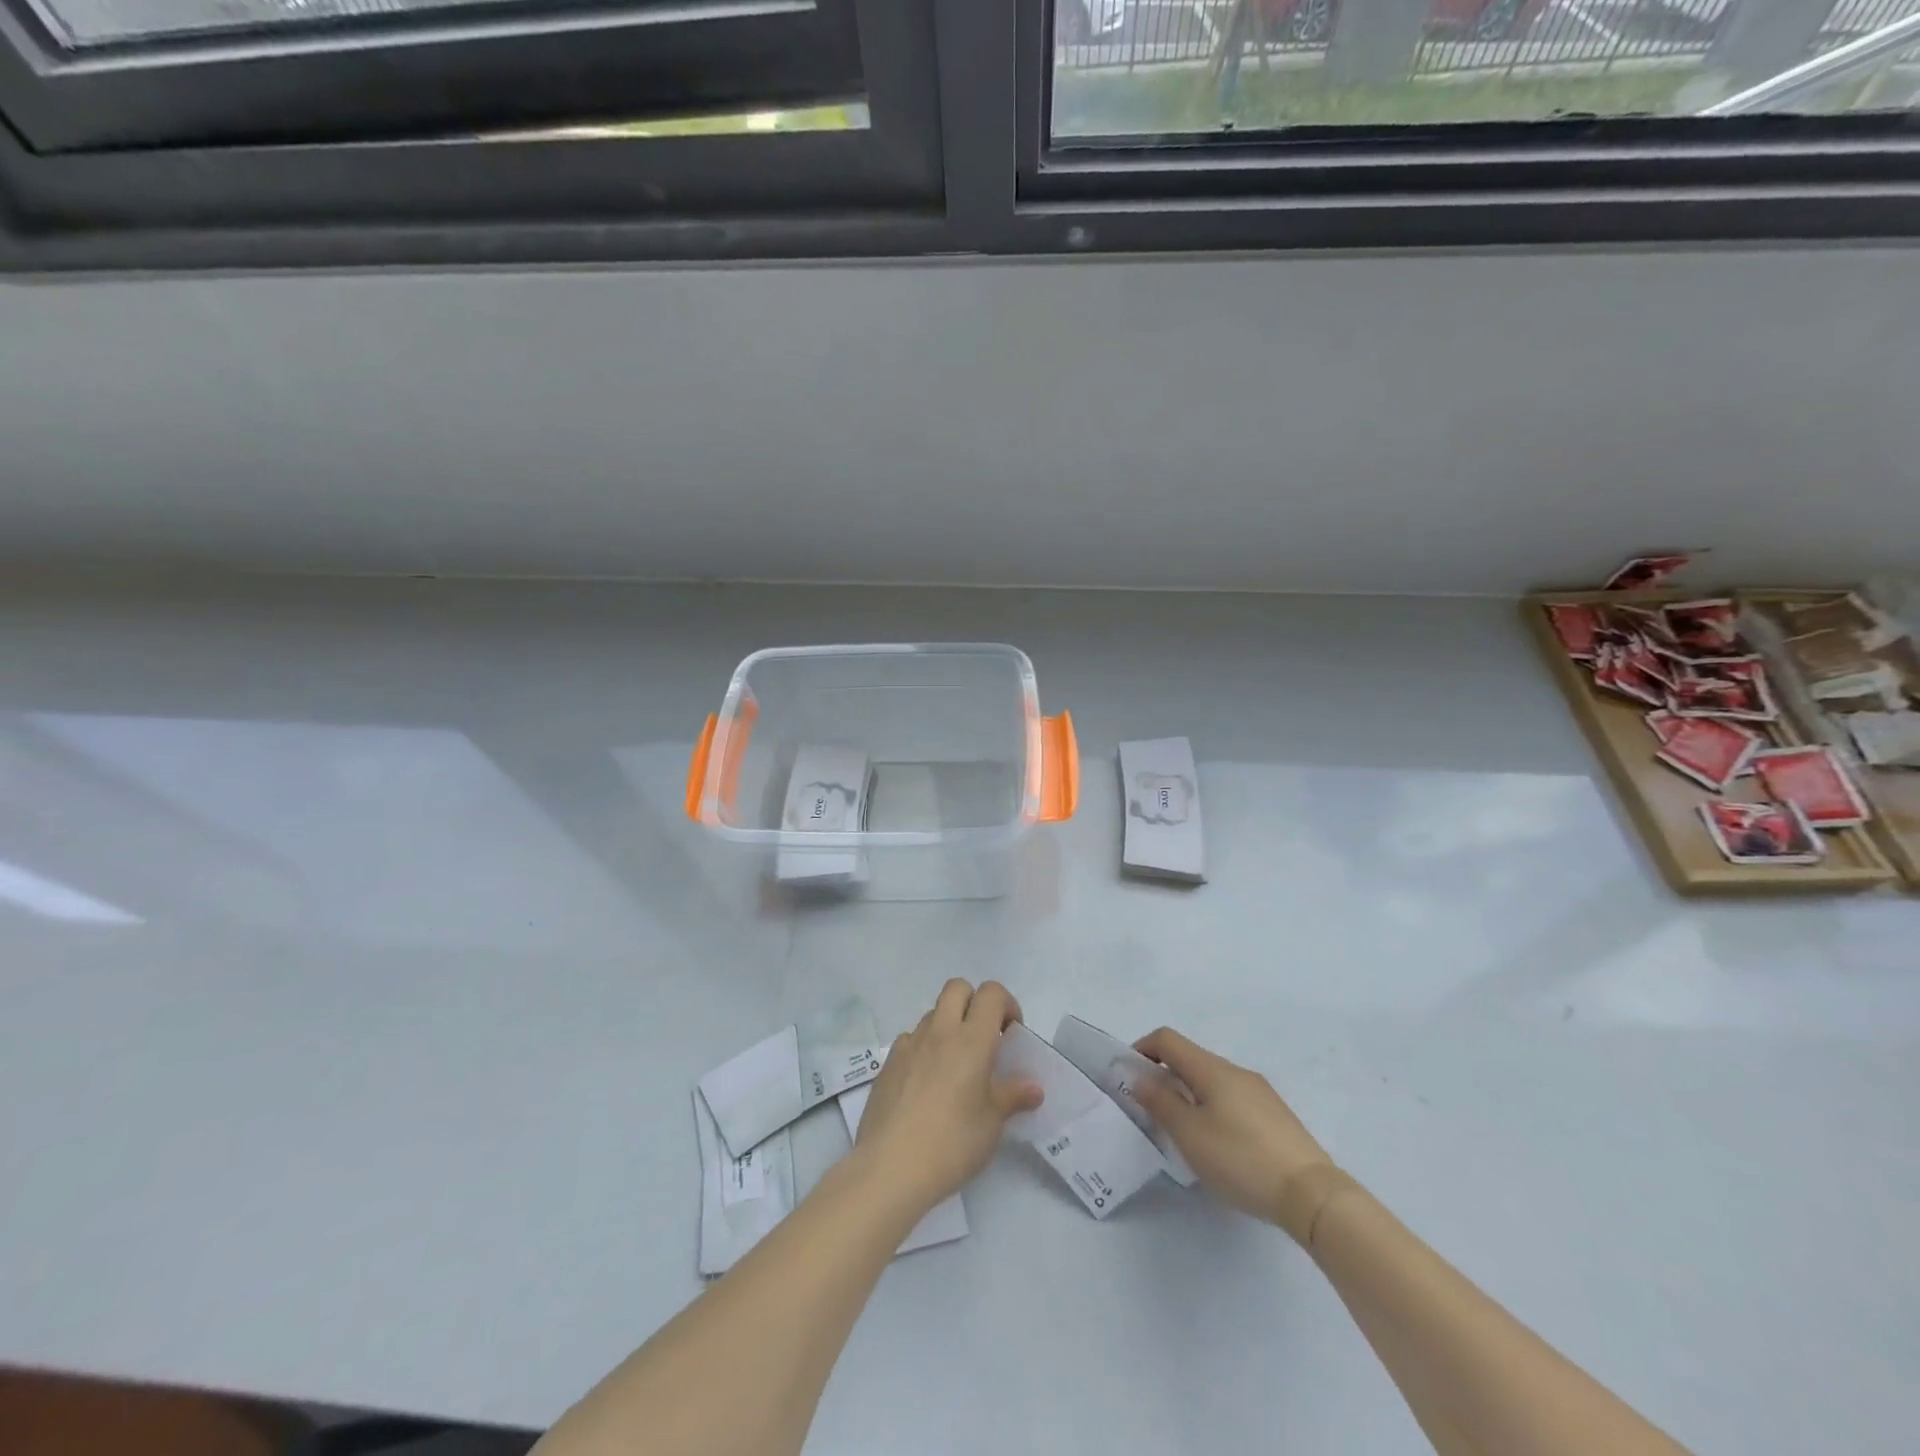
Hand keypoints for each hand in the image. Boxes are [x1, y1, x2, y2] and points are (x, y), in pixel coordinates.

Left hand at [853, 980, 1042, 1218]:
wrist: (891, 1167)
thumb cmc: (952, 1143)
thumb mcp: (991, 1124)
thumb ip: (1012, 1097)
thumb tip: (1033, 1088)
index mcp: (972, 1040)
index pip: (991, 993)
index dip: (1006, 1004)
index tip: (1011, 1034)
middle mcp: (940, 1031)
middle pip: (957, 988)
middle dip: (974, 1002)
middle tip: (983, 1039)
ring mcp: (909, 1044)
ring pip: (932, 1013)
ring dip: (948, 1026)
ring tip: (954, 1066)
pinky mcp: (888, 1063)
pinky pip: (910, 1039)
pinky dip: (923, 1048)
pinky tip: (926, 1083)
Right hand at [1131, 1027, 1334, 1233]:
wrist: (1312, 1194)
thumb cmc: (1241, 1159)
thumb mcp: (1190, 1134)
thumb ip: (1161, 1102)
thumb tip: (1141, 1077)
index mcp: (1212, 1069)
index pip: (1168, 1039)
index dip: (1142, 1049)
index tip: (1129, 1077)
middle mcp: (1236, 1071)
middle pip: (1190, 1059)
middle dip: (1165, 1077)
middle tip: (1152, 1113)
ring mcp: (1260, 1093)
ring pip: (1212, 1082)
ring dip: (1189, 1096)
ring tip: (1185, 1135)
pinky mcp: (1275, 1116)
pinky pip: (1232, 1100)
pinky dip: (1213, 1109)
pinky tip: (1219, 1147)